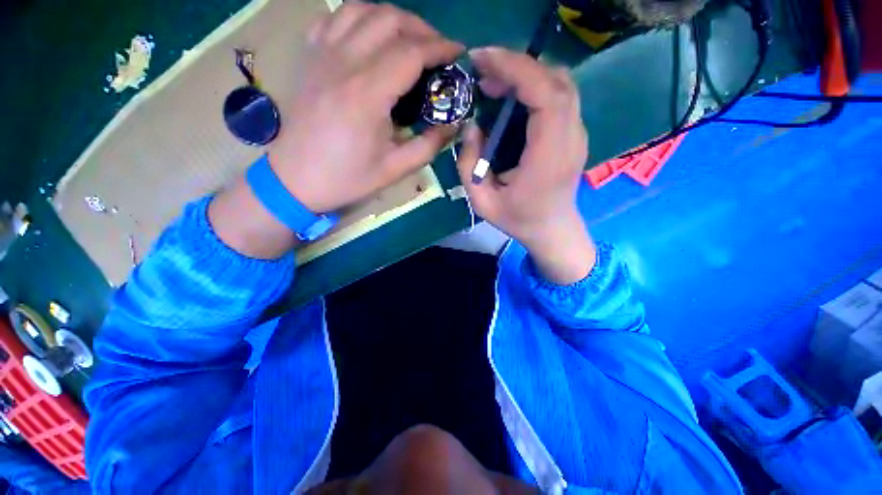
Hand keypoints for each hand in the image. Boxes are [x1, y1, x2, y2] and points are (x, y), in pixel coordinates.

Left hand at [269, 1, 463, 212]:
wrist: (296, 179)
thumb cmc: (347, 178)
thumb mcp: (395, 170)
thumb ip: (429, 146)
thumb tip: (453, 125)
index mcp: (367, 94)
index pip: (411, 52)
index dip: (440, 48)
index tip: (458, 54)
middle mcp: (343, 63)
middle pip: (388, 20)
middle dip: (421, 29)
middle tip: (437, 51)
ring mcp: (321, 56)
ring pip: (361, 10)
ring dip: (391, 19)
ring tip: (407, 41)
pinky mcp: (309, 59)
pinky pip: (332, 20)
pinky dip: (357, 20)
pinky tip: (368, 39)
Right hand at [455, 48, 594, 283]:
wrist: (553, 229)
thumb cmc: (518, 219)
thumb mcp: (482, 202)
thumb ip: (468, 165)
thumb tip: (472, 126)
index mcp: (548, 159)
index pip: (546, 97)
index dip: (517, 70)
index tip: (483, 61)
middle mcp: (570, 140)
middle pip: (556, 81)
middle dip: (517, 67)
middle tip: (483, 73)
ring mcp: (577, 135)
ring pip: (561, 84)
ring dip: (527, 74)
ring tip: (494, 84)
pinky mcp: (574, 134)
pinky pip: (560, 97)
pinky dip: (536, 86)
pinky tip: (513, 96)